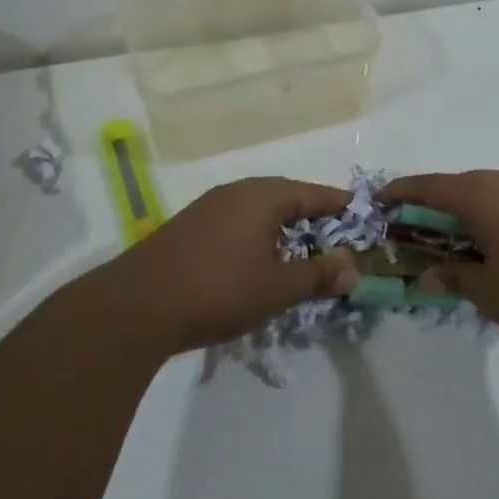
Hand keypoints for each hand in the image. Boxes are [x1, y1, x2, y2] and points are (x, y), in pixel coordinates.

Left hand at [109, 177, 359, 356]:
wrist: (137, 306)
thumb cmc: (219, 290)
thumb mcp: (278, 288)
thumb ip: (318, 275)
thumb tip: (353, 268)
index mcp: (264, 196)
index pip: (312, 193)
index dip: (338, 204)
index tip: (360, 213)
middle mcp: (237, 192)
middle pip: (284, 196)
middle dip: (310, 215)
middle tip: (333, 235)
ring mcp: (208, 208)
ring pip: (257, 209)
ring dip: (280, 226)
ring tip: (298, 250)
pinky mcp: (187, 228)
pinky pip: (234, 222)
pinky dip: (254, 235)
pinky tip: (254, 260)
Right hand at [381, 168, 498, 347]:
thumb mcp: (489, 292)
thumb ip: (454, 278)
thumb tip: (429, 275)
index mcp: (480, 194)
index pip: (427, 186)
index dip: (399, 193)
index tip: (378, 200)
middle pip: (457, 188)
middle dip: (434, 210)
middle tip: (417, 235)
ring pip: (488, 195)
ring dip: (468, 216)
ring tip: (461, 247)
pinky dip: (496, 219)